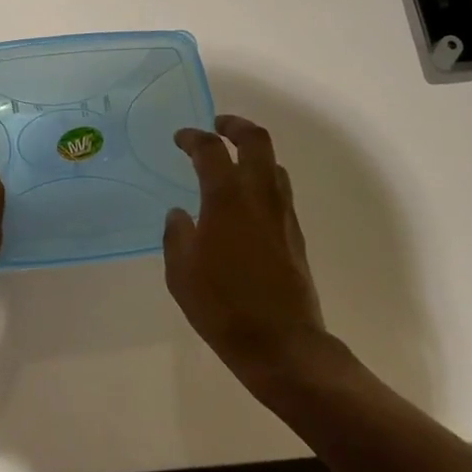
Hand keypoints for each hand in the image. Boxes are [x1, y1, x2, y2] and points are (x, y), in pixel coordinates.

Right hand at [164, 114, 328, 384]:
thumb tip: (180, 215)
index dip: (193, 137)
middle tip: (218, 125)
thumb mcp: (181, 272)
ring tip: (233, 161)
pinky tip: (246, 201)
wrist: (282, 345)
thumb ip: (176, 235)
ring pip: (273, 165)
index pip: (210, 149)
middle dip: (235, 125)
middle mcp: (259, 196)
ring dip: (253, 153)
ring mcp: (282, 214)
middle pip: (256, 140)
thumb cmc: (223, 306)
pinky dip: (262, 179)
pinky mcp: (295, 235)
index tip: (180, 138)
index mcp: (226, 198)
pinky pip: (279, 191)